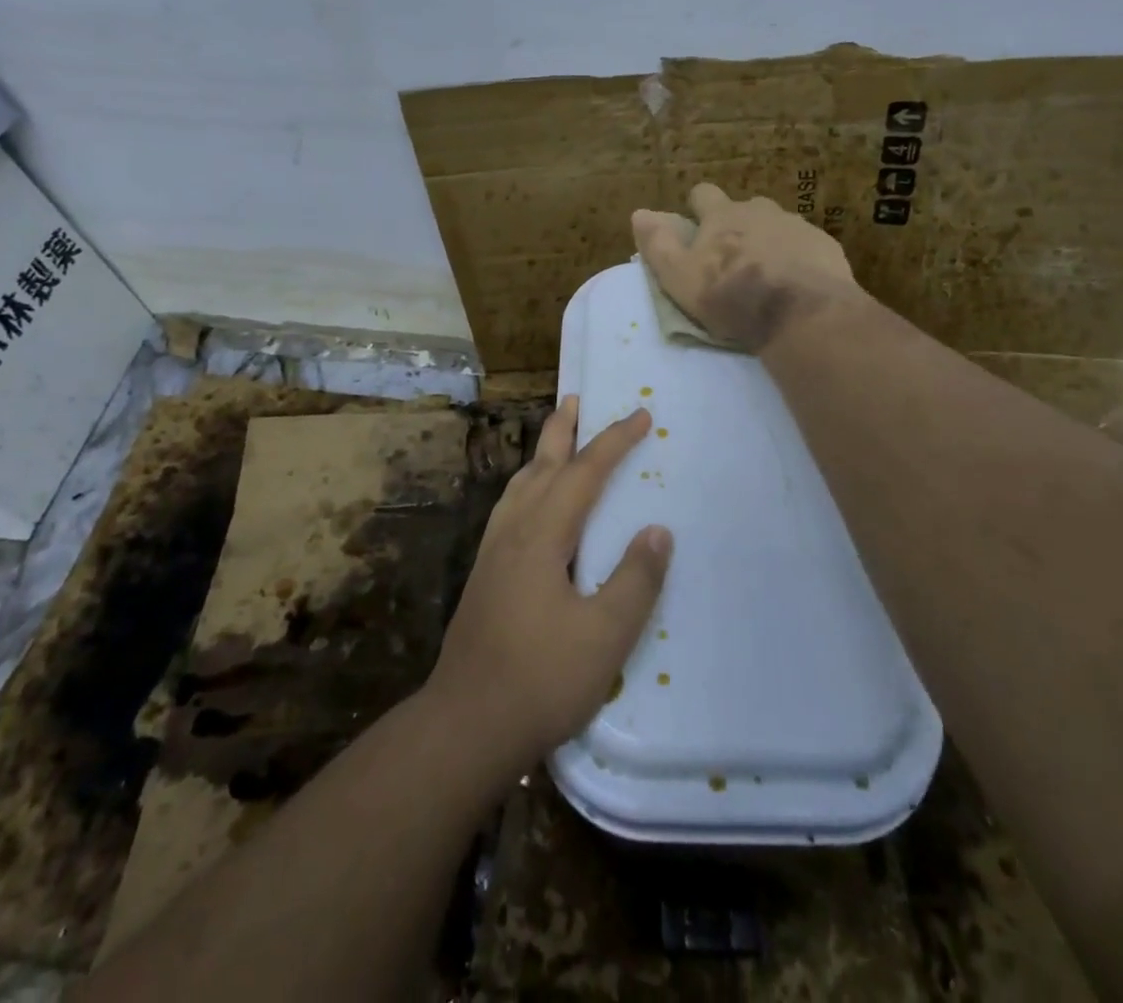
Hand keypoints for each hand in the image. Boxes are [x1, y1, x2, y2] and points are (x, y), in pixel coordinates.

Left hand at [424, 398, 672, 779]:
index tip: (640, 416)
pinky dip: (528, 484)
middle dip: (563, 429)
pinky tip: (531, 503)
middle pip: (541, 464)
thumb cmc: (540, 679)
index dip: (614, 441)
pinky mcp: (485, 574)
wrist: (465, 724)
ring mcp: (493, 552)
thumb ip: (636, 579)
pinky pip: (510, 507)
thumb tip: (657, 530)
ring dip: (542, 454)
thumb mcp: (604, 635)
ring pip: (520, 484)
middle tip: (576, 397)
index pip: (584, 473)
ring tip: (556, 439)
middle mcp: (513, 530)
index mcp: (542, 535)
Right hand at [632, 183, 861, 350]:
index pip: (703, 194)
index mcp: (723, 215)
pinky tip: (797, 284)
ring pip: (777, 225)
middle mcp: (761, 210)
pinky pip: (805, 246)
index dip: (697, 208)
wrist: (803, 314)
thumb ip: (658, 245)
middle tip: (733, 258)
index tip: (696, 228)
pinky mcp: (825, 246)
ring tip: (767, 274)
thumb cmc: (732, 296)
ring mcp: (797, 225)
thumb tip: (639, 213)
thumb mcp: (680, 277)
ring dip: (769, 241)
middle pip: (744, 207)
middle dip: (737, 225)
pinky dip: (798, 258)